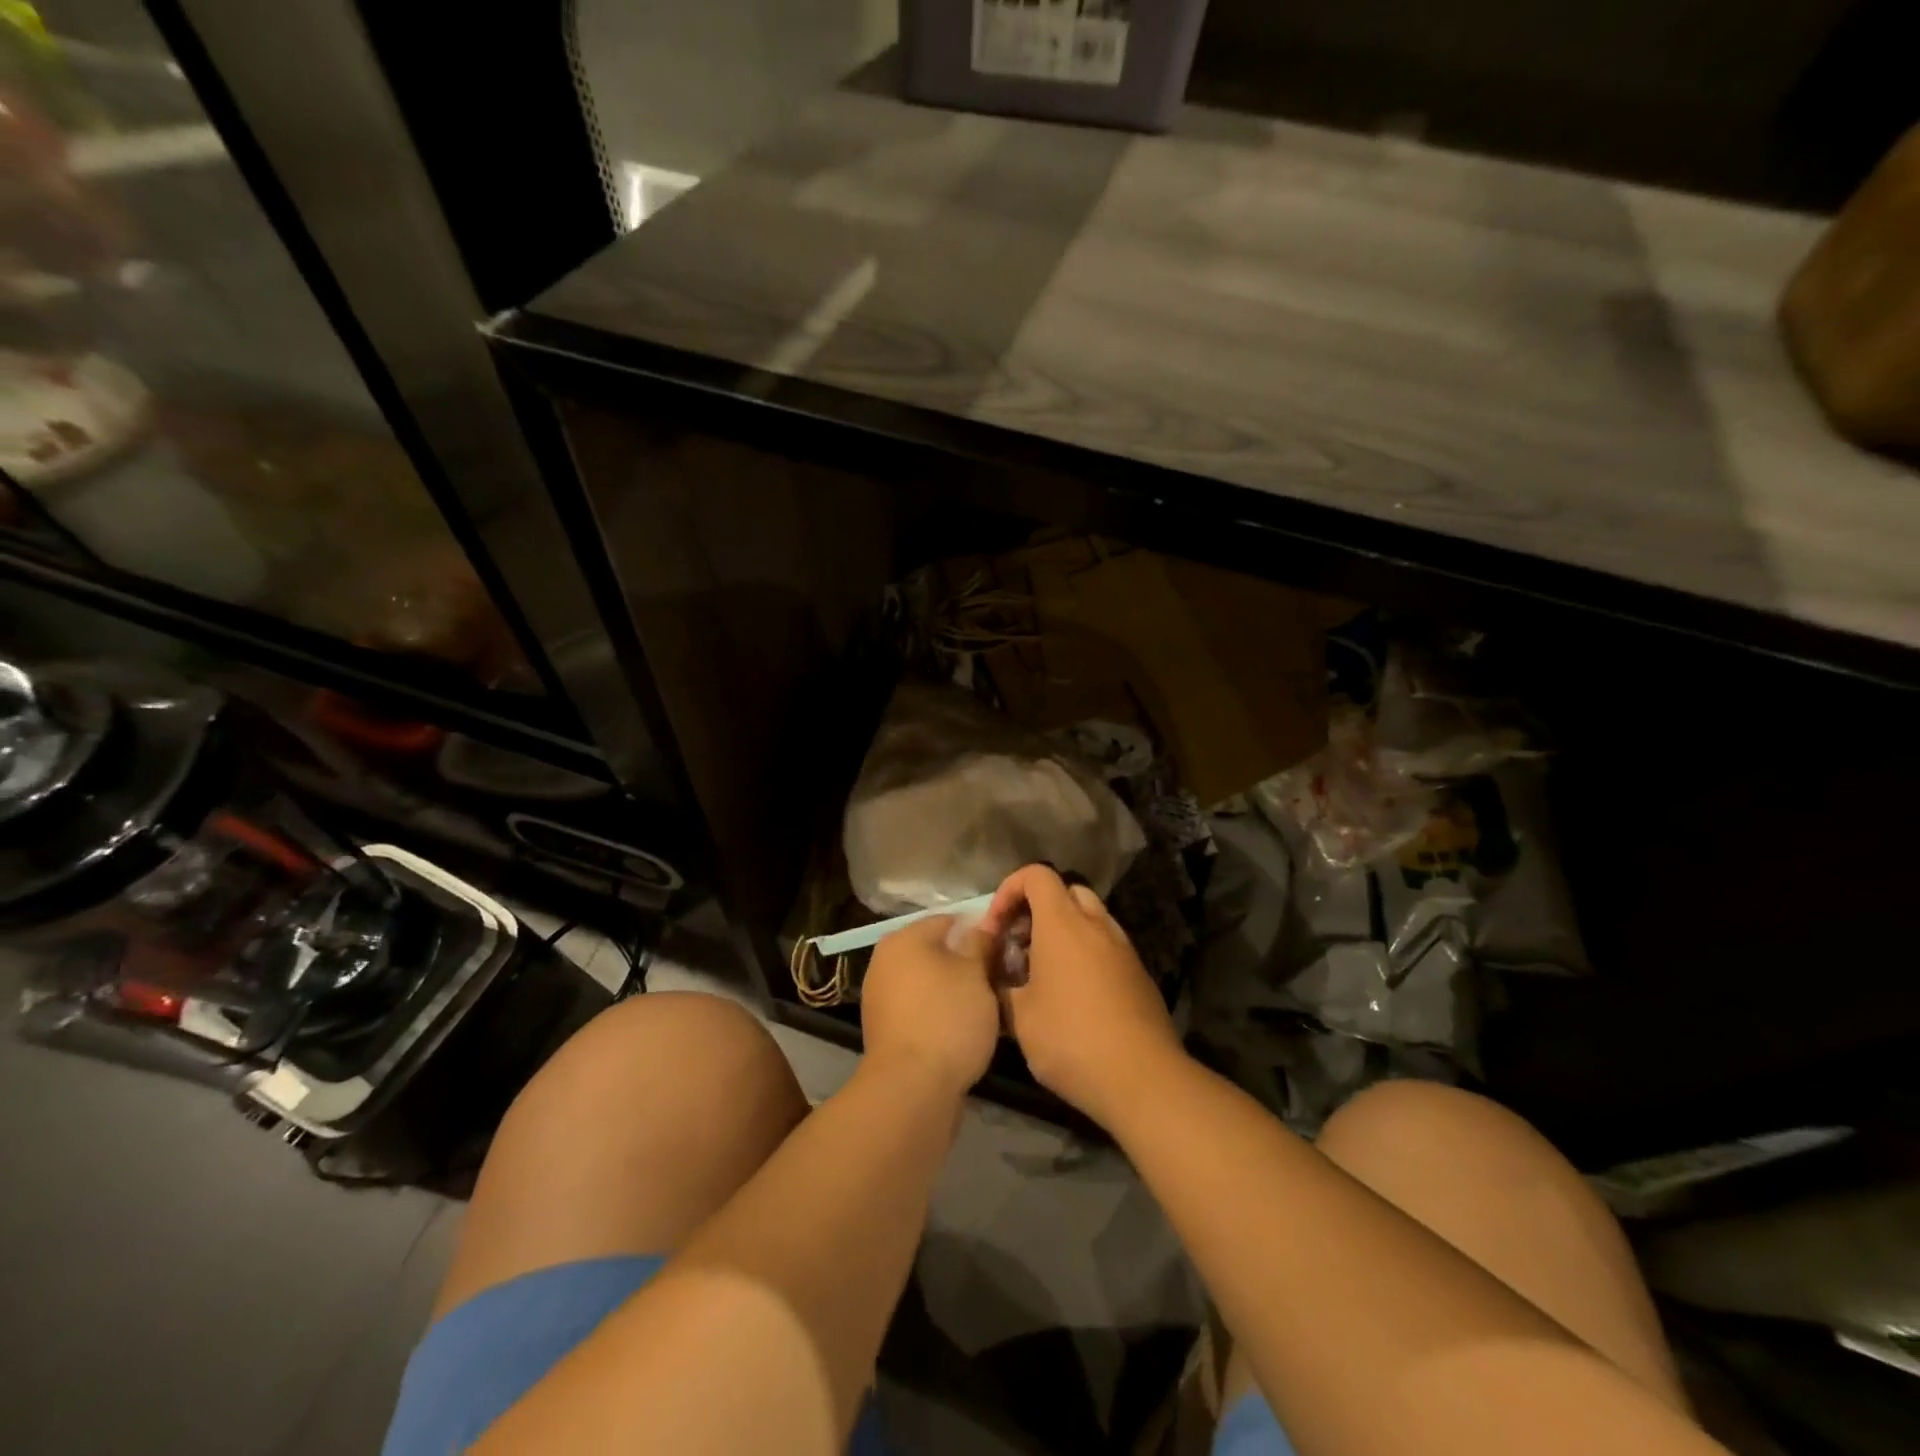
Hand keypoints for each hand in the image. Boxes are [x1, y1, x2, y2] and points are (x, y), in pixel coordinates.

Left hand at [859, 914, 1000, 1100]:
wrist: (911, 1088)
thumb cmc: (947, 1019)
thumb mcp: (976, 974)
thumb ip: (980, 944)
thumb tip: (982, 926)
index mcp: (904, 938)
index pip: (949, 920)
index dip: (979, 931)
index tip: (1003, 950)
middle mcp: (885, 960)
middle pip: (935, 951)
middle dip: (965, 962)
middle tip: (997, 978)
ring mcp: (881, 996)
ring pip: (928, 981)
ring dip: (953, 989)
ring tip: (985, 1007)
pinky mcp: (885, 1028)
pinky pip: (920, 1008)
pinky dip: (939, 1012)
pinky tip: (962, 1029)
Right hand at [983, 865, 1184, 1127]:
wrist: (1142, 1078)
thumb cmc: (1071, 1040)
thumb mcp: (1019, 1018)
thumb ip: (1002, 986)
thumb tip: (998, 976)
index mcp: (1063, 924)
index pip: (1036, 875)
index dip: (1009, 890)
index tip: (996, 928)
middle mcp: (1096, 925)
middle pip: (1065, 892)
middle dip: (1036, 910)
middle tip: (1019, 947)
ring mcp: (1123, 948)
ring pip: (1089, 919)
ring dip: (1062, 933)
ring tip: (1043, 973)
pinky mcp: (1139, 974)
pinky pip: (1106, 946)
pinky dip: (1085, 954)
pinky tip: (1073, 995)